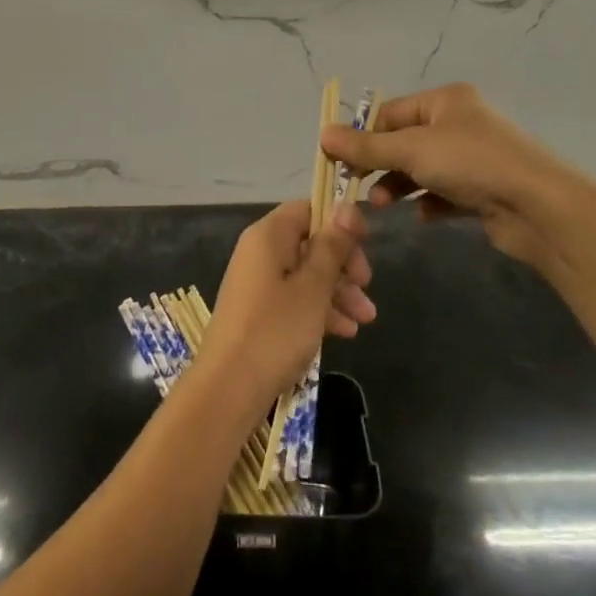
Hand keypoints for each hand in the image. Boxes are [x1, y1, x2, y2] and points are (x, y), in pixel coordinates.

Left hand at [200, 200, 375, 403]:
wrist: (229, 388)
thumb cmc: (275, 331)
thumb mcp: (313, 287)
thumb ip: (332, 247)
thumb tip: (347, 206)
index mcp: (269, 236)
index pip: (308, 209)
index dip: (339, 223)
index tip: (366, 247)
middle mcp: (260, 252)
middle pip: (309, 242)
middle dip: (343, 265)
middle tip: (367, 289)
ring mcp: (257, 282)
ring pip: (305, 274)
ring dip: (337, 292)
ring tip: (365, 320)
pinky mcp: (258, 311)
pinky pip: (294, 298)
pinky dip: (319, 309)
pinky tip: (345, 332)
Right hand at [319, 83, 595, 265]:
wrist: (540, 207)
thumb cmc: (472, 163)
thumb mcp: (411, 150)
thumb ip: (366, 146)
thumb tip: (322, 134)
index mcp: (445, 101)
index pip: (390, 113)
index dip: (362, 136)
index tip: (338, 161)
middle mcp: (460, 123)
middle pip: (404, 141)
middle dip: (380, 165)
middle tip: (356, 187)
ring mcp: (474, 157)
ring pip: (422, 169)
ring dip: (399, 186)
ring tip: (383, 207)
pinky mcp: (484, 190)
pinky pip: (444, 193)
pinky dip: (429, 203)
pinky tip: (422, 217)